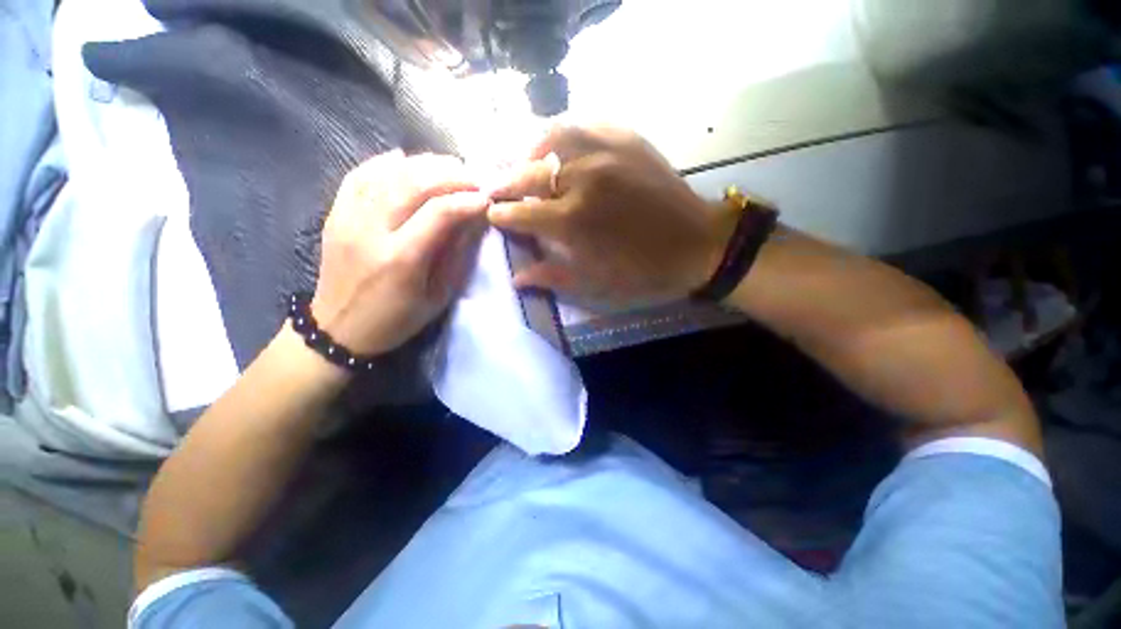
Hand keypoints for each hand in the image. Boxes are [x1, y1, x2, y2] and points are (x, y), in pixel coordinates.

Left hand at [312, 151, 488, 355]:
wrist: (338, 328)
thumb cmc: (396, 319)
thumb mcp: (438, 297)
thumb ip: (455, 257)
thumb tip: (472, 221)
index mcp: (401, 259)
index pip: (439, 213)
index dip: (467, 200)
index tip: (487, 199)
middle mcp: (371, 231)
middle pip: (413, 184)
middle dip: (450, 175)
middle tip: (473, 177)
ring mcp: (347, 218)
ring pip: (387, 173)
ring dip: (424, 164)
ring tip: (449, 166)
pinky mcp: (335, 213)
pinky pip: (360, 174)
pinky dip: (386, 162)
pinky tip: (407, 160)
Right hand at [485, 126, 734, 301]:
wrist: (697, 245)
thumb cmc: (644, 272)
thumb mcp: (597, 284)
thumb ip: (553, 276)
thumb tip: (517, 278)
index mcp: (573, 221)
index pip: (521, 212)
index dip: (502, 215)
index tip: (493, 215)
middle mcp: (583, 179)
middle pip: (528, 173)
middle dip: (505, 182)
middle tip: (496, 188)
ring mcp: (606, 152)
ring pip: (551, 137)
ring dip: (529, 152)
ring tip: (524, 164)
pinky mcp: (627, 139)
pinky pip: (583, 124)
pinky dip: (562, 134)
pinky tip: (558, 146)